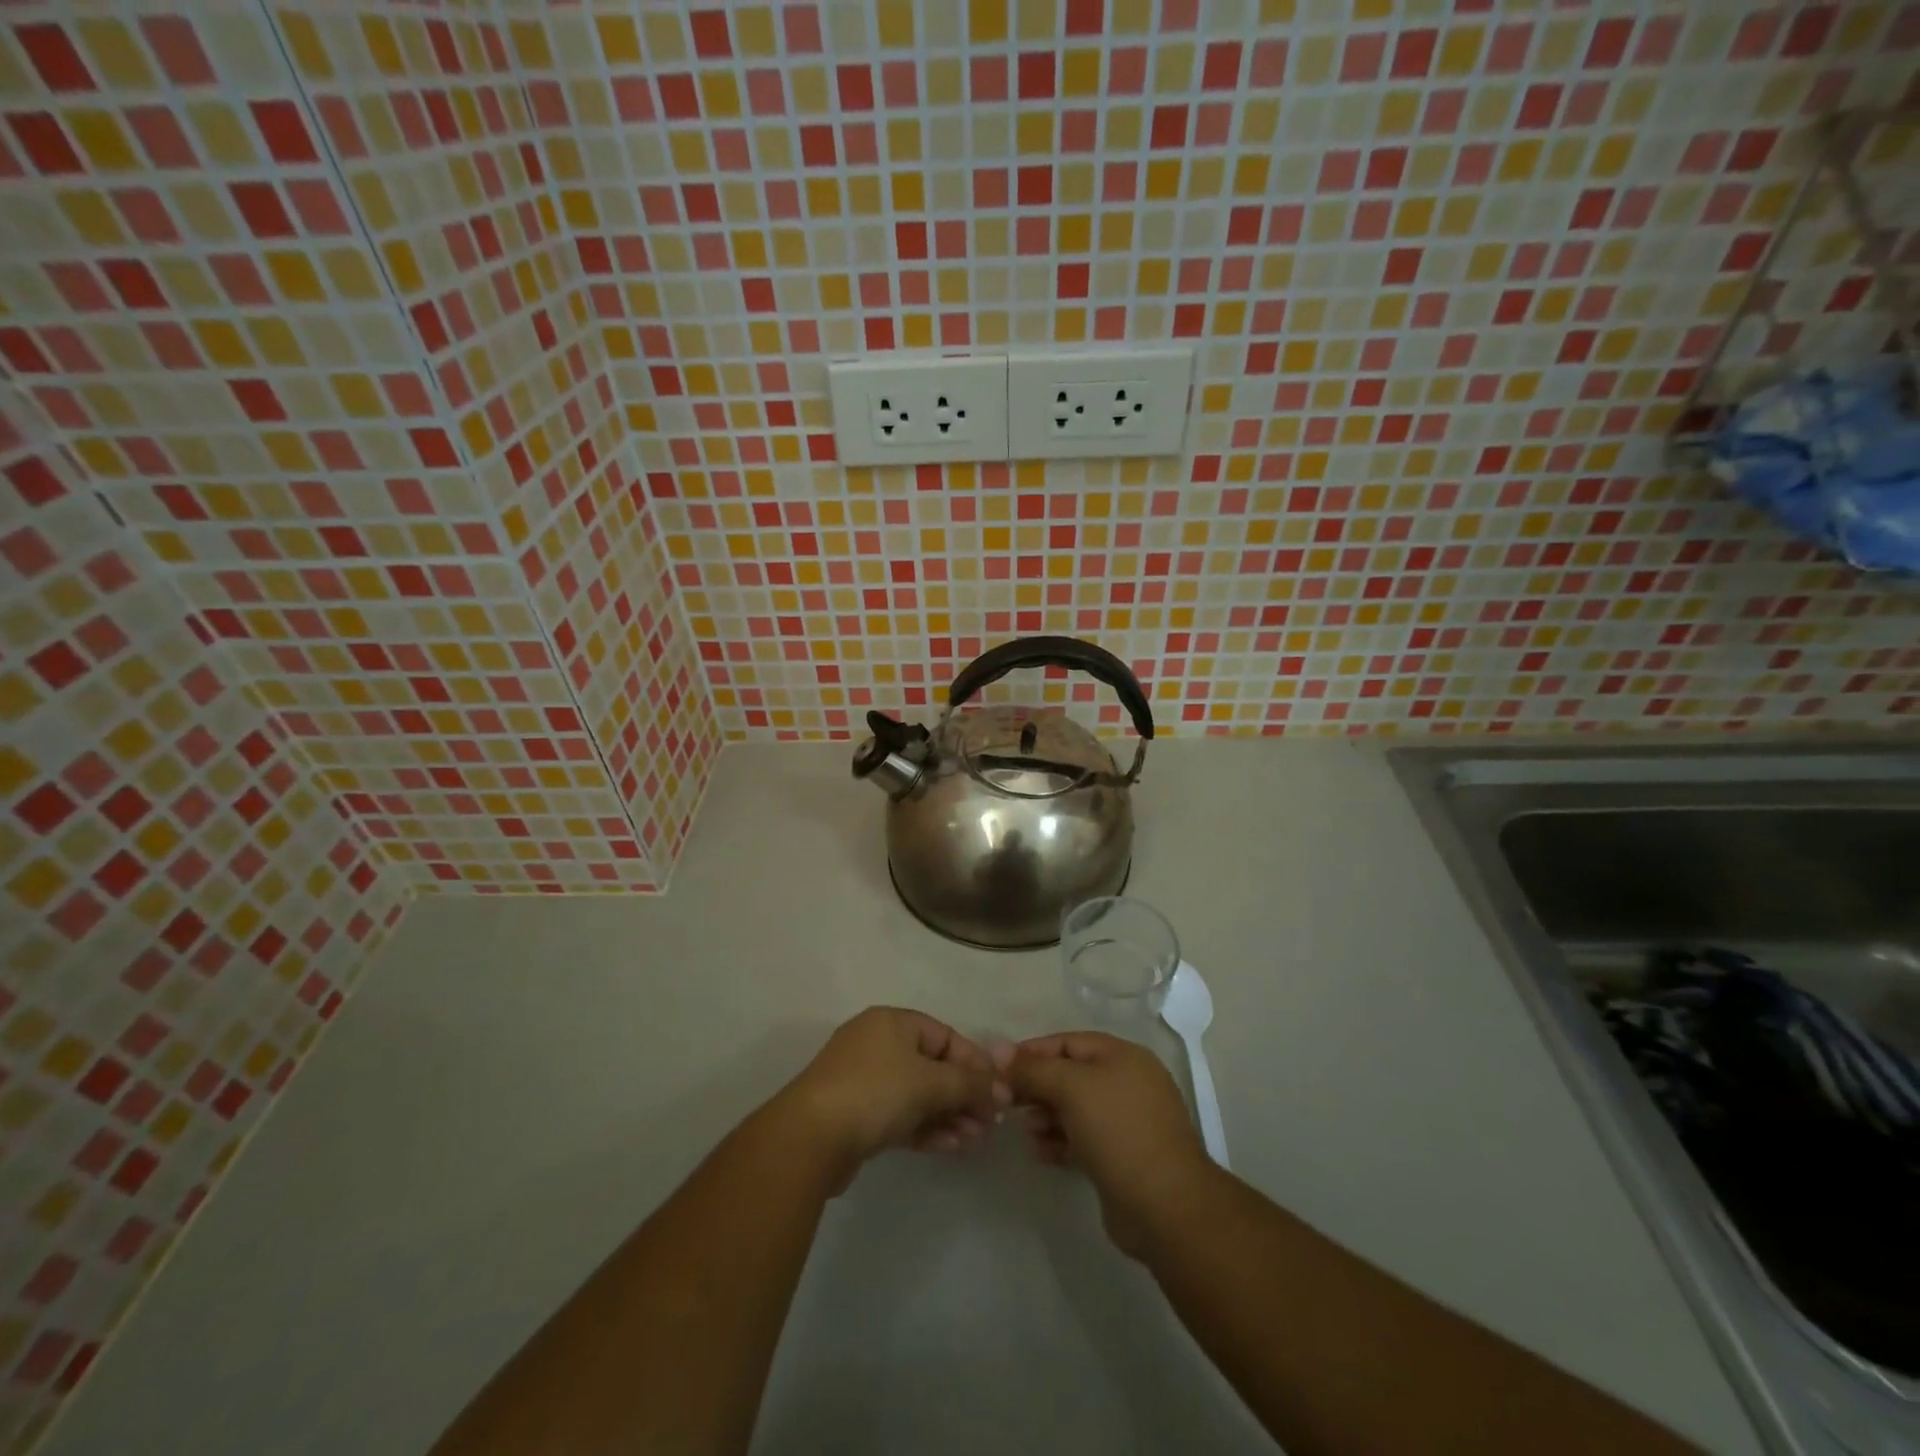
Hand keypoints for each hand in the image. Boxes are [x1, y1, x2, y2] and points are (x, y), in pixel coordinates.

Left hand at [776, 1008, 1009, 1185]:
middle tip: (990, 1123)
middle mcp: (878, 1044)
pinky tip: (951, 1146)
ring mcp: (865, 1081)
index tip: (1000, 1092)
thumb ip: (970, 1084)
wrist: (809, 1138)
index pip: (946, 1036)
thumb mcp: (930, 1082)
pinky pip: (902, 1115)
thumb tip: (1003, 1089)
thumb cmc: (875, 1092)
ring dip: (950, 1114)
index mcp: (893, 1023)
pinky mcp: (858, 1115)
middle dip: (964, 1094)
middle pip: (933, 1066)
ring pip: (919, 1094)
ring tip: (976, 1139)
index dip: (975, 1063)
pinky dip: (927, 1128)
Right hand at [1003, 1032, 1214, 1256]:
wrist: (1164, 1206)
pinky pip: (1082, 1139)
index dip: (1032, 1051)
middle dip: (1037, 1086)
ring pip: (1074, 1109)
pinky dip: (1059, 1140)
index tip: (999, 1067)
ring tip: (1025, 1130)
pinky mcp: (1121, 1157)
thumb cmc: (1118, 1131)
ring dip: (1045, 1115)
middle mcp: (1126, 1083)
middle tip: (1006, 1102)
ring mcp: (1126, 1122)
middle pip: (1070, 1075)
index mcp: (1122, 1056)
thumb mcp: (1071, 1087)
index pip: (1068, 1042)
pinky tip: (1040, 1152)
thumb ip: (1033, 1068)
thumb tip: (998, 1050)